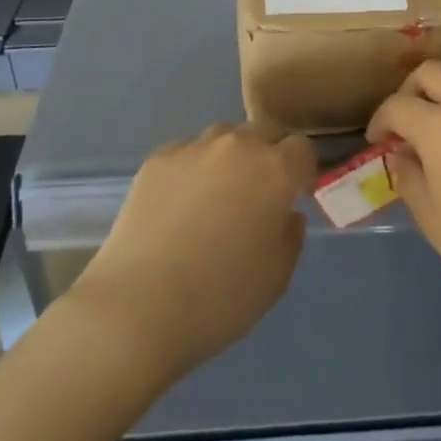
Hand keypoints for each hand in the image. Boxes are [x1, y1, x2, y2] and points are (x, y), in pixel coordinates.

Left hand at [68, 123, 315, 377]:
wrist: (138, 307)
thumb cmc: (219, 298)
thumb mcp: (277, 278)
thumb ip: (290, 235)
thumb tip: (285, 213)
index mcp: (275, 171)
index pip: (302, 149)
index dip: (301, 172)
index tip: (293, 197)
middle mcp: (238, 146)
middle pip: (263, 134)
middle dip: (266, 157)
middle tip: (255, 196)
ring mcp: (194, 148)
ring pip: (223, 138)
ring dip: (228, 158)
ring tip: (213, 197)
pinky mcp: (157, 159)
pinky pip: (186, 154)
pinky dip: (191, 170)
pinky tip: (177, 206)